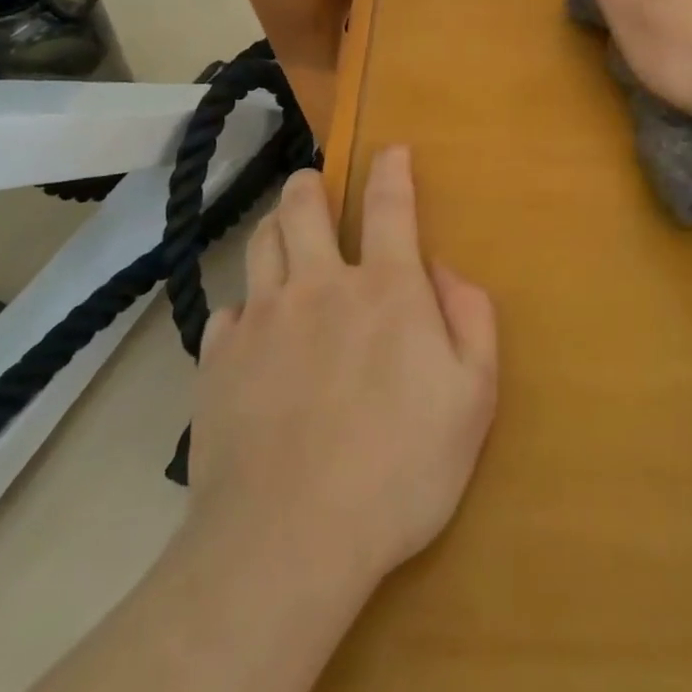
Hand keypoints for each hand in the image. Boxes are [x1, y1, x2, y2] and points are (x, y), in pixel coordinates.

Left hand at [186, 147, 497, 597]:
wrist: (288, 542)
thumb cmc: (399, 470)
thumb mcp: (473, 398)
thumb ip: (471, 319)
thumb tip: (443, 270)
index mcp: (385, 289)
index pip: (390, 204)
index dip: (391, 168)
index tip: (390, 149)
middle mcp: (319, 285)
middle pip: (303, 207)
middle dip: (311, 185)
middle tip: (315, 186)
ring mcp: (262, 319)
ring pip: (260, 243)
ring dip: (275, 226)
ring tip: (283, 234)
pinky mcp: (218, 359)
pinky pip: (229, 310)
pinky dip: (246, 307)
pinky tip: (252, 329)